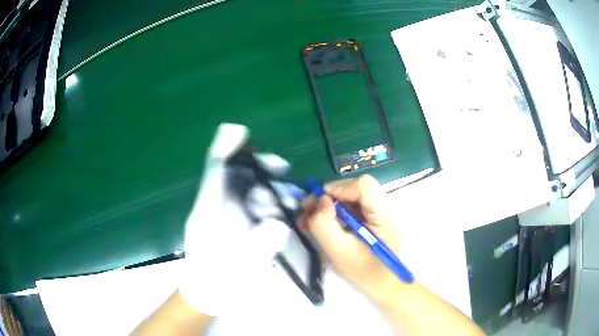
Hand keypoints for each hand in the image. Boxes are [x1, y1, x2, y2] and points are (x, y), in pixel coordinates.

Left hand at [179, 124, 293, 315]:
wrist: (205, 296)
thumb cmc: (217, 282)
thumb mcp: (239, 267)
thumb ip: (259, 245)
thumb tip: (278, 224)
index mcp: (208, 213)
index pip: (214, 172)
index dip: (224, 148)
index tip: (238, 131)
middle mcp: (212, 209)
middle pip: (231, 177)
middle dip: (255, 168)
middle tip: (280, 166)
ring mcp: (219, 217)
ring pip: (240, 191)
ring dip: (263, 187)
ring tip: (286, 196)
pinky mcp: (227, 226)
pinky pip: (244, 206)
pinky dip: (261, 203)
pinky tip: (277, 209)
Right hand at [297, 175, 401, 300]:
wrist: (383, 284)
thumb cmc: (363, 272)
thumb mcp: (338, 251)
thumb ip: (325, 224)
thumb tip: (321, 200)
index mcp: (383, 215)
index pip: (363, 185)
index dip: (339, 189)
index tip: (319, 204)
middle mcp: (384, 207)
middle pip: (355, 188)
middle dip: (329, 197)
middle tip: (307, 212)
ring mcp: (380, 212)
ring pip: (351, 196)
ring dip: (329, 205)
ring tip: (309, 220)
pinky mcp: (373, 218)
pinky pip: (352, 206)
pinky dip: (335, 212)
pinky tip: (322, 224)